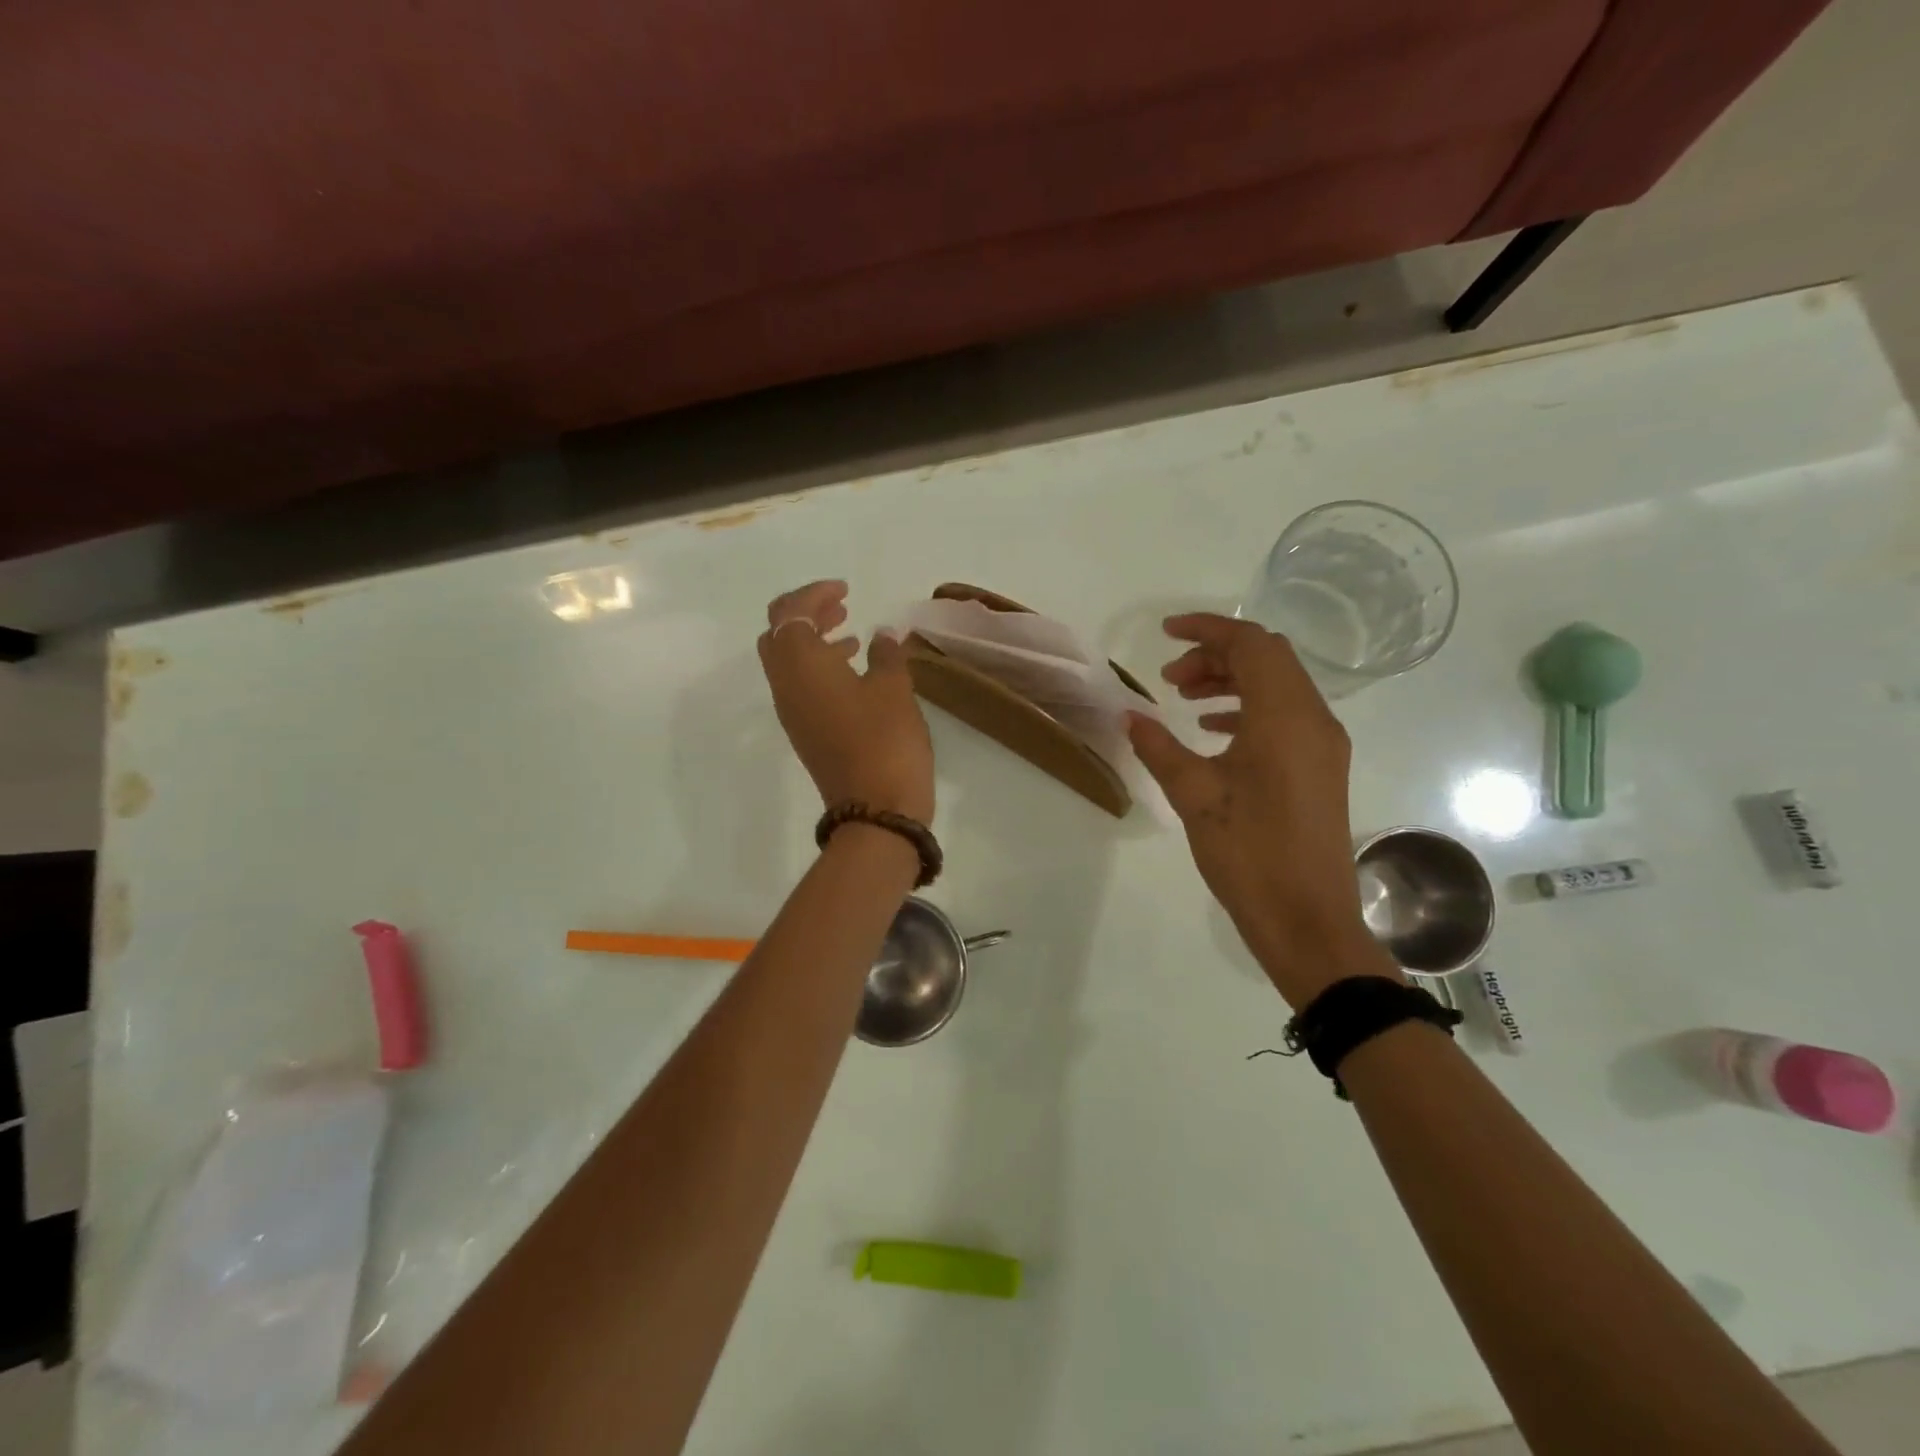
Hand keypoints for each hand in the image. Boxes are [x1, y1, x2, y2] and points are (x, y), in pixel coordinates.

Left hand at [758, 581, 934, 824]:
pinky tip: (854, 672)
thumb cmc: (885, 740)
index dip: (813, 594)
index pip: (790, 613)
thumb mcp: (894, 688)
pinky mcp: (805, 733)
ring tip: (851, 633)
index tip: (845, 590)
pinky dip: (819, 667)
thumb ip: (886, 654)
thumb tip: (881, 636)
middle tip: (841, 606)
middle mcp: (785, 685)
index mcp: (801, 665)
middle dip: (805, 614)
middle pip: (779, 636)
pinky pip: (800, 686)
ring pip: (787, 662)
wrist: (875, 810)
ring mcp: (791, 712)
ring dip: (812, 641)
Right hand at [1127, 613, 1396, 1006]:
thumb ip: (1159, 747)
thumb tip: (1129, 715)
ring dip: (1232, 681)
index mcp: (1285, 717)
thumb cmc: (1249, 853)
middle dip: (1217, 655)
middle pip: (1269, 659)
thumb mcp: (1193, 795)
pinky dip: (1248, 709)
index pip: (1251, 645)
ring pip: (1278, 686)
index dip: (1207, 630)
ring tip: (1185, 701)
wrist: (1306, 920)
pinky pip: (1286, 716)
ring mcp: (1323, 744)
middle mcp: (1314, 719)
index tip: (1165, 634)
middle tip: (1170, 678)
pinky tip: (1212, 732)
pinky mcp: (1321, 767)